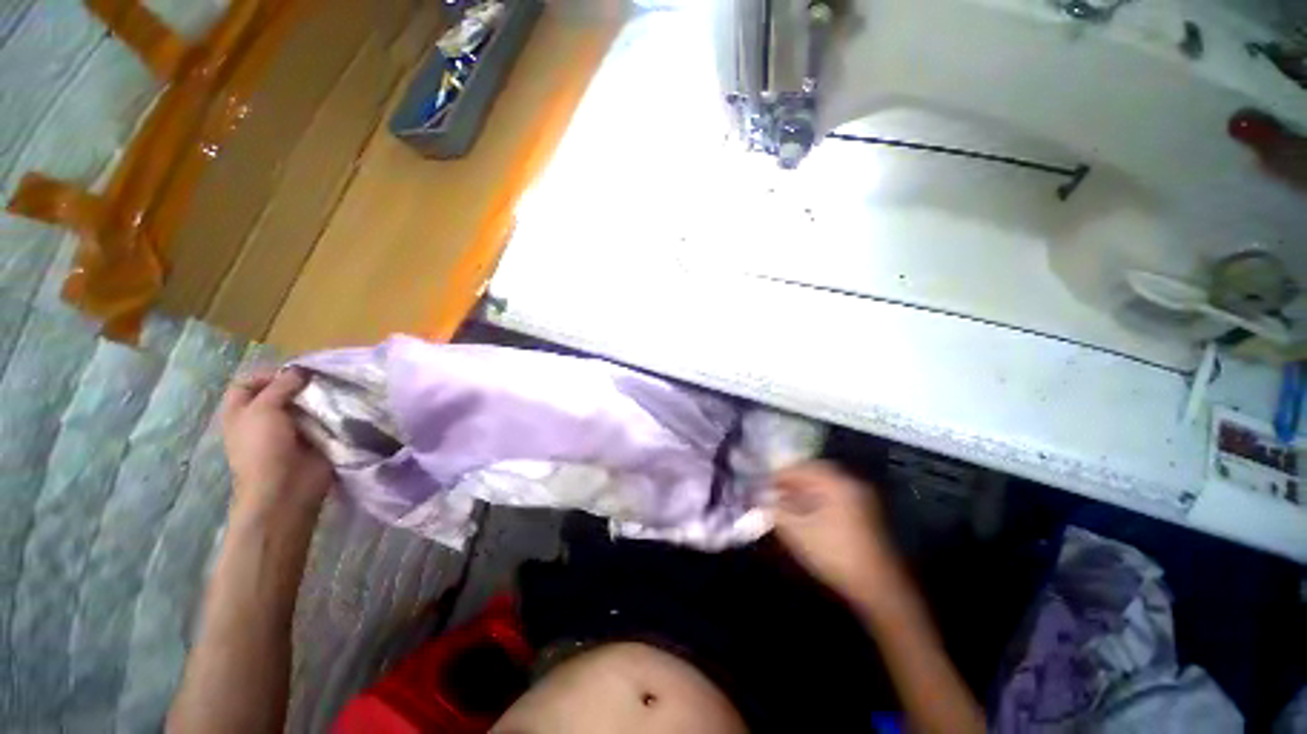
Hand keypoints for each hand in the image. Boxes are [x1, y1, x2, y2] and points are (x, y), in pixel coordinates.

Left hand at [219, 369, 332, 523]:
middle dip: (300, 385)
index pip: (249, 383)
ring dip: (319, 399)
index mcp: (241, 412)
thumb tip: (301, 369)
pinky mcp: (314, 439)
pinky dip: (333, 413)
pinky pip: (324, 420)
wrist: (286, 487)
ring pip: (305, 406)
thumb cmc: (263, 448)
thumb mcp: (264, 410)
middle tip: (322, 379)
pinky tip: (345, 406)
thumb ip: (281, 386)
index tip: (294, 373)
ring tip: (338, 389)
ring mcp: (290, 430)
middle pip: (281, 393)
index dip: (268, 374)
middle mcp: (264, 419)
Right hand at [768, 461, 901, 605]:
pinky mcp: (864, 513)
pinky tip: (805, 512)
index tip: (760, 484)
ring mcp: (860, 497)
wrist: (879, 587)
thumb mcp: (797, 532)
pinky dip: (816, 499)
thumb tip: (759, 497)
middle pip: (812, 473)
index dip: (777, 475)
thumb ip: (775, 510)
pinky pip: (834, 496)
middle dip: (790, 481)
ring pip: (823, 485)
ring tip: (785, 501)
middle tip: (772, 491)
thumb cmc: (835, 555)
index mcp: (835, 482)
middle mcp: (850, 483)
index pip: (799, 468)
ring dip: (802, 490)